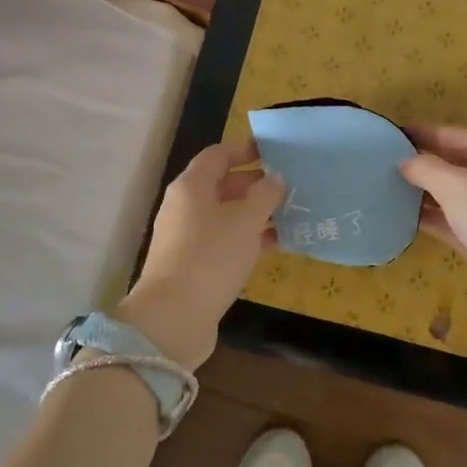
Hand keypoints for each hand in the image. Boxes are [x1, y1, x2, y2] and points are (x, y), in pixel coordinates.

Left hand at [116, 140, 286, 370]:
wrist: (174, 316)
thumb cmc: (211, 256)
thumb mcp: (245, 220)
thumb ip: (264, 194)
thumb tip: (275, 177)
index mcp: (192, 186)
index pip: (218, 155)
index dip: (245, 149)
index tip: (275, 152)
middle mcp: (186, 206)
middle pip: (222, 184)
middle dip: (255, 183)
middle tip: (291, 186)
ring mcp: (188, 237)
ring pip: (226, 215)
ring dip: (256, 213)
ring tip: (291, 213)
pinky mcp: (195, 264)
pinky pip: (226, 241)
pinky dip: (249, 239)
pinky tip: (277, 244)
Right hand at [400, 125, 466, 359]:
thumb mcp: (456, 185)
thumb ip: (426, 168)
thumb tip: (405, 162)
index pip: (462, 136)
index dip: (429, 133)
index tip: (397, 132)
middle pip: (460, 165)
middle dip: (427, 163)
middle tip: (387, 161)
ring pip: (456, 197)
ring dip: (427, 193)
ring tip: (389, 187)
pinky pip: (455, 224)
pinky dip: (433, 219)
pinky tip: (404, 217)